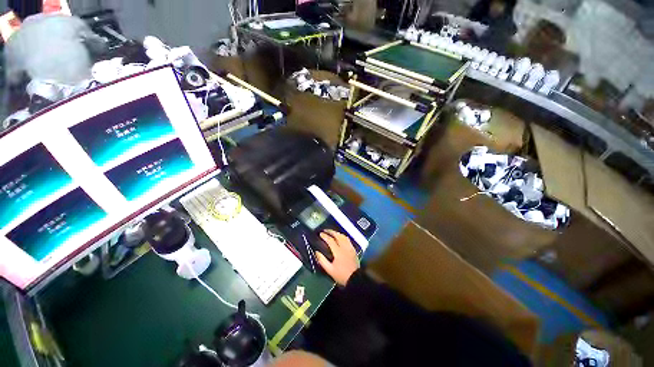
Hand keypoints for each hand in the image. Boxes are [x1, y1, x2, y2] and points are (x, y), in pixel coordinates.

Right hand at [315, 229, 358, 285]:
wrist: (355, 279)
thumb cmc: (341, 275)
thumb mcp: (329, 270)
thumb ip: (322, 260)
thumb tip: (316, 252)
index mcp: (338, 251)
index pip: (330, 240)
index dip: (325, 236)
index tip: (320, 234)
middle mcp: (344, 247)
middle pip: (338, 235)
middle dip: (331, 231)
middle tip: (325, 230)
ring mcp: (350, 247)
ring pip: (343, 236)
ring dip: (337, 233)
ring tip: (332, 233)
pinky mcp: (353, 249)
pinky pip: (347, 240)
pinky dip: (342, 236)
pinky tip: (340, 238)